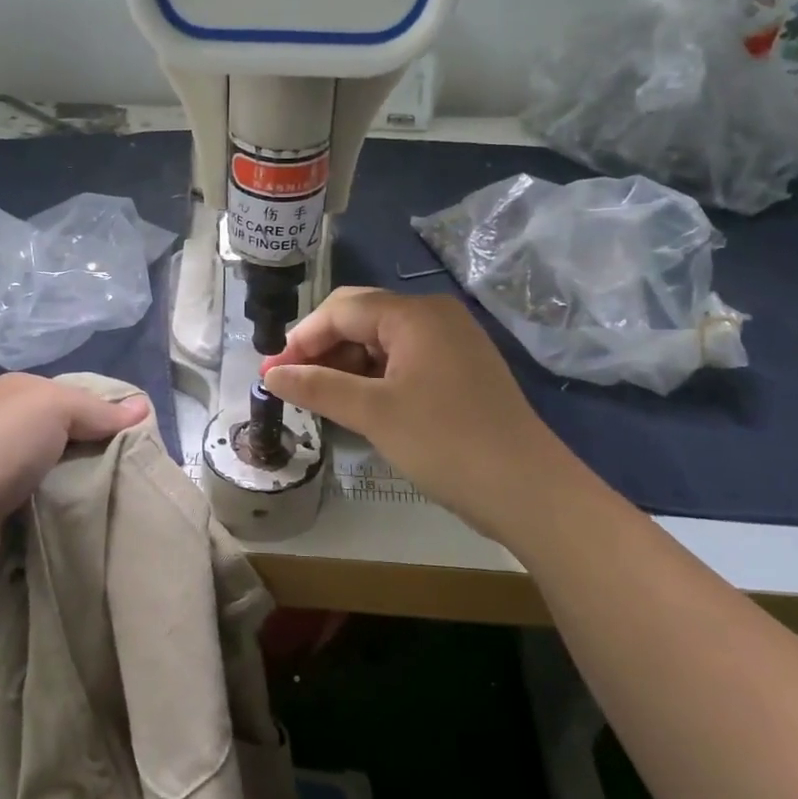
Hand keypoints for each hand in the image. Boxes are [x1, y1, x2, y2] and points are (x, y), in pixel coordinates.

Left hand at [0, 373, 147, 584]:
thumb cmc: (3, 446)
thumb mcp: (56, 408)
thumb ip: (100, 410)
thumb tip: (144, 406)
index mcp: (17, 389)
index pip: (76, 393)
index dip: (108, 410)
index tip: (140, 434)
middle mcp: (6, 419)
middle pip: (69, 428)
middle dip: (98, 445)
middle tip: (134, 465)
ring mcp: (1, 461)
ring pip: (59, 462)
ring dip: (82, 475)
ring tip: (117, 489)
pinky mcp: (0, 500)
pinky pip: (45, 491)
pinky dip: (63, 498)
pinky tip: (83, 507)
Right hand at [262, 289, 588, 538]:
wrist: (526, 489)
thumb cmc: (444, 441)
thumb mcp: (373, 413)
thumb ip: (318, 387)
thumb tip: (271, 374)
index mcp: (415, 314)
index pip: (341, 309)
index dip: (301, 338)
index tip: (271, 373)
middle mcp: (434, 316)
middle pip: (361, 318)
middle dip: (321, 348)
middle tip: (290, 384)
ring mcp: (452, 342)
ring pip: (382, 341)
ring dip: (346, 364)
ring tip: (318, 397)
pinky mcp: (460, 369)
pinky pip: (404, 359)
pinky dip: (374, 376)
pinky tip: (357, 402)